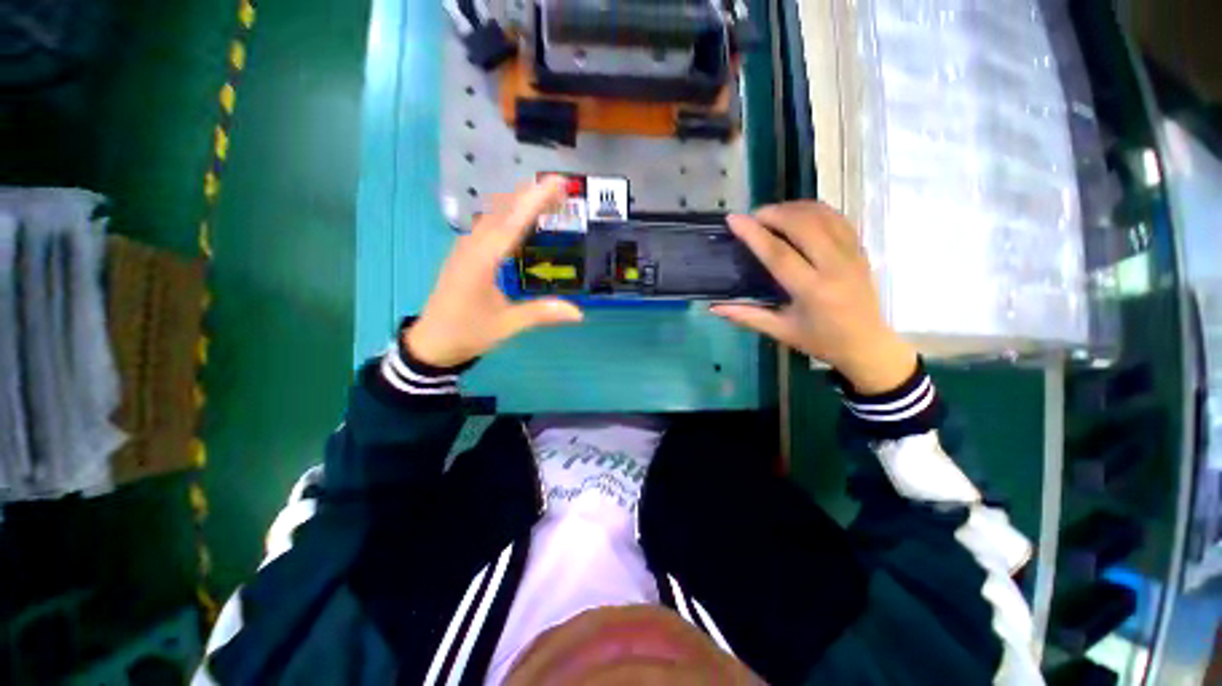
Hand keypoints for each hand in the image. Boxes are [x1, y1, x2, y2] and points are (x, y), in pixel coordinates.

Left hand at [405, 177, 583, 366]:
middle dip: (531, 195)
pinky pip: (488, 226)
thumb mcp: (506, 325)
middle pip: (503, 210)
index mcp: (482, 260)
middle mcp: (473, 246)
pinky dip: (508, 216)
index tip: (557, 183)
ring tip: (546, 198)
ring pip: (494, 214)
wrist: (431, 342)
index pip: (513, 222)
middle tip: (561, 187)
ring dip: (519, 202)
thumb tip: (578, 313)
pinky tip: (520, 220)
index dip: (536, 201)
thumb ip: (541, 314)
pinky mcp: (465, 254)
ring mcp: (466, 248)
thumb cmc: (467, 332)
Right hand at [711, 202, 916, 393]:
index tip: (734, 219)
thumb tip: (714, 307)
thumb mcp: (781, 331)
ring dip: (795, 208)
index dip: (753, 234)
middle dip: (774, 213)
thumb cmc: (820, 341)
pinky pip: (838, 218)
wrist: (867, 344)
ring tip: (773, 213)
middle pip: (803, 225)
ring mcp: (852, 254)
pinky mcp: (860, 250)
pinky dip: (816, 210)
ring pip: (823, 216)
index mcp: (812, 290)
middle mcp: (835, 267)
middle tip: (753, 216)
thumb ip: (747, 316)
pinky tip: (800, 214)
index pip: (779, 254)